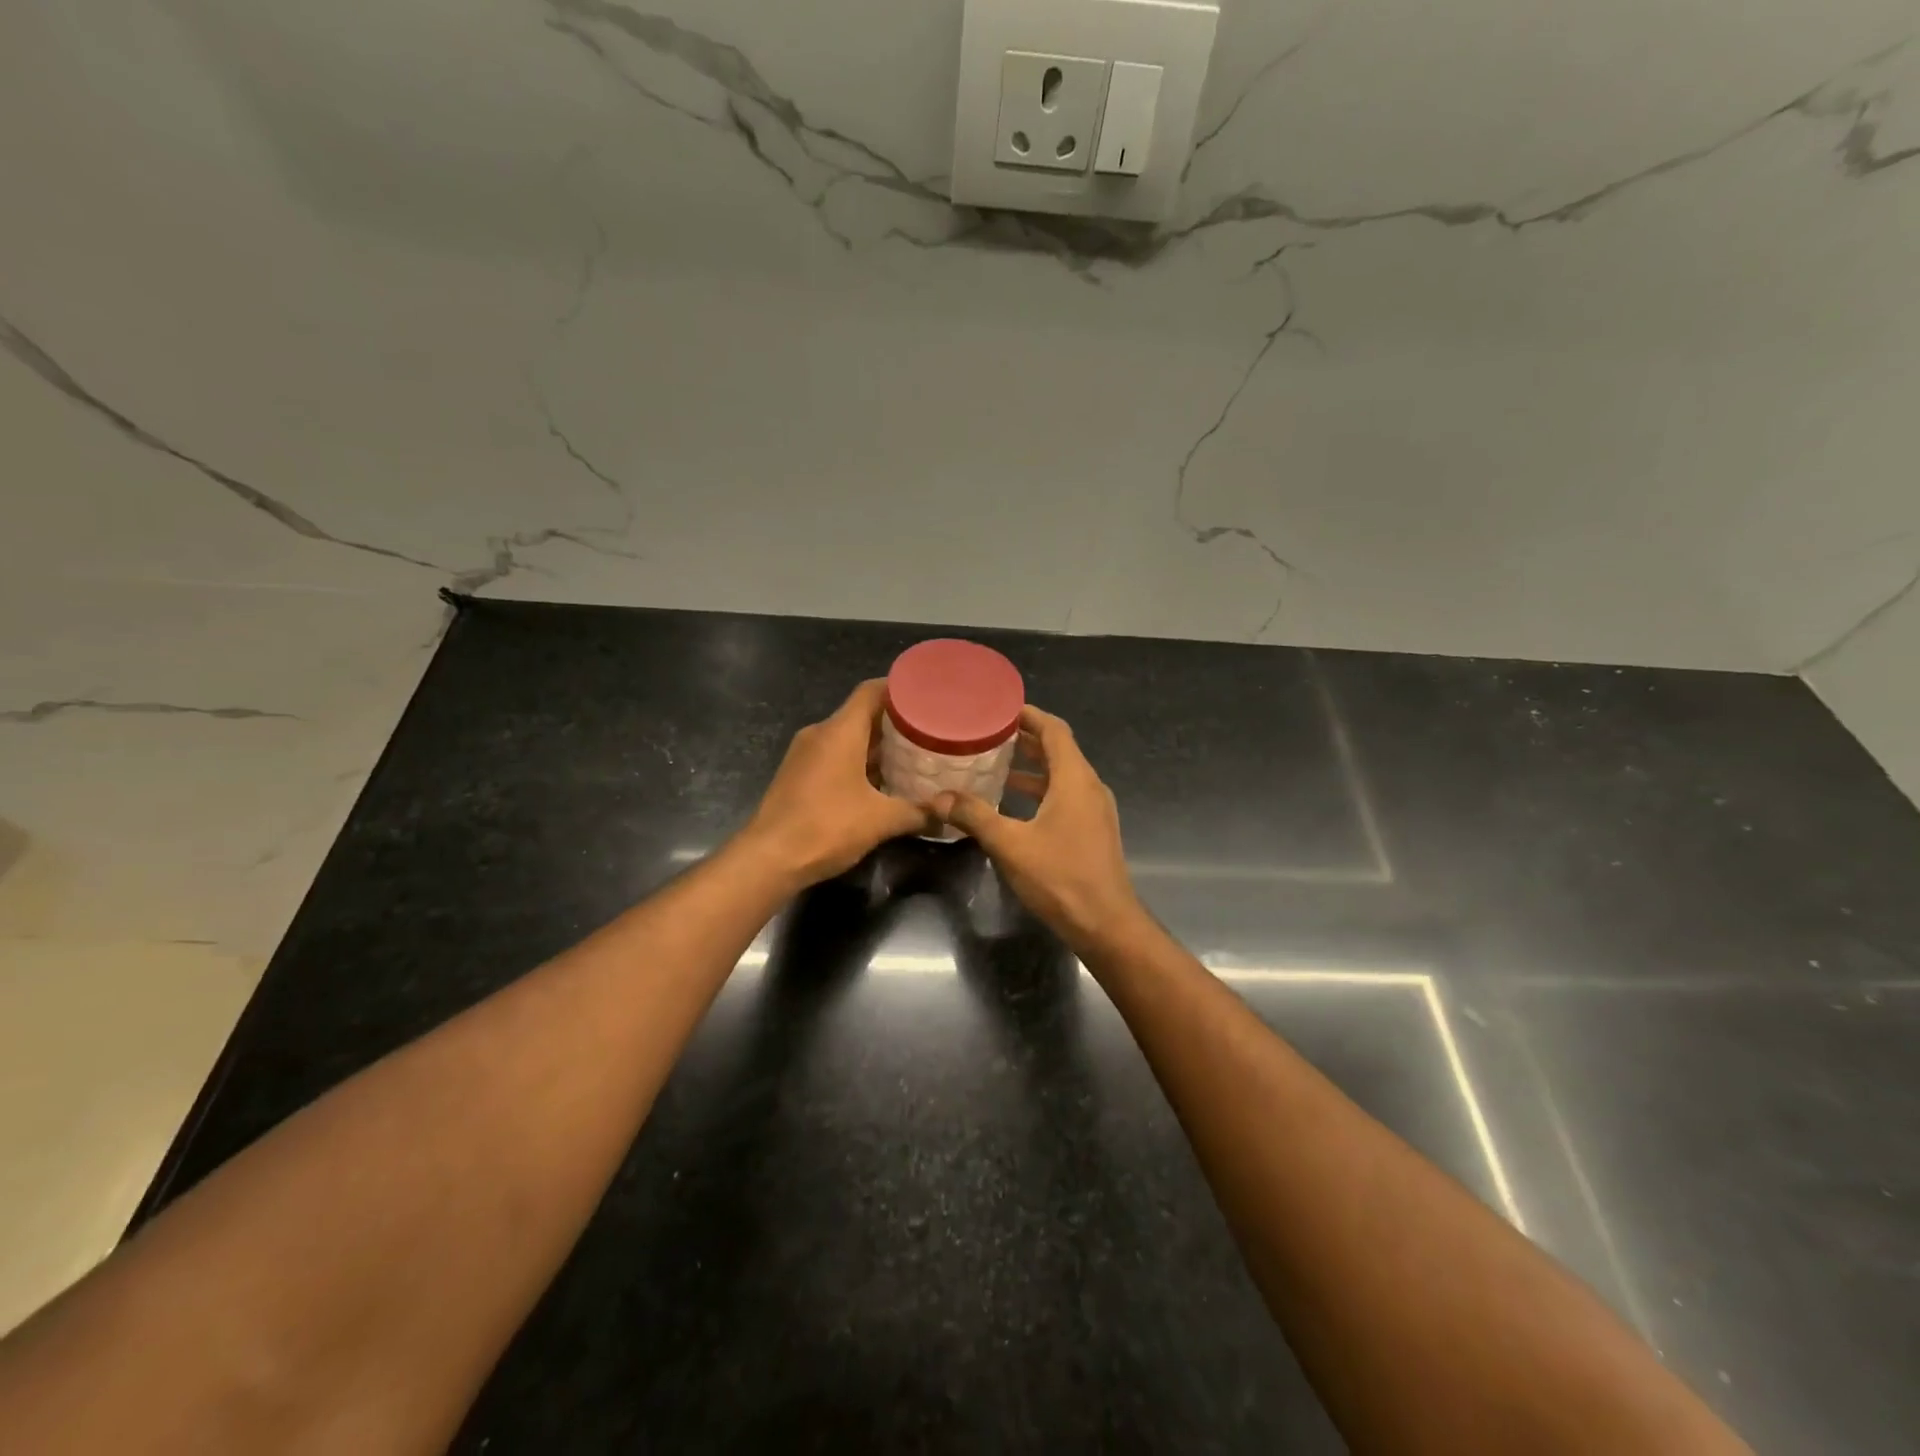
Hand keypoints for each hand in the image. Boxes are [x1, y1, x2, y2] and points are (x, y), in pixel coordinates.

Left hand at [741, 679, 932, 888]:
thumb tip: (947, 814)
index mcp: (839, 731)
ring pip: (847, 738)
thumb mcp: (881, 821)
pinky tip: (881, 782)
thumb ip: (918, 813)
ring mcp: (805, 754)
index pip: (871, 691)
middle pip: (861, 714)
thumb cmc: (826, 827)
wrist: (768, 859)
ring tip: (912, 756)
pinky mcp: (797, 775)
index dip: (899, 688)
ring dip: (877, 746)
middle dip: (895, 722)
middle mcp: (820, 734)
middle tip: (929, 730)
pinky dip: (858, 762)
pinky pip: (834, 756)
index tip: (927, 695)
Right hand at [932, 705, 1145, 952]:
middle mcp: (1089, 787)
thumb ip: (974, 816)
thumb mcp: (1010, 844)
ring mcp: (1095, 810)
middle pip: (1059, 750)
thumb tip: (938, 797)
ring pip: (1062, 776)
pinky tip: (1013, 805)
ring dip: (1032, 768)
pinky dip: (1040, 791)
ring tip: (995, 765)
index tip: (1000, 708)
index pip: (1055, 730)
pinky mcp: (1093, 831)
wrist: (1105, 924)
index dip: (1029, 715)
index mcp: (1075, 779)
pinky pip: (1065, 797)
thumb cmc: (1061, 877)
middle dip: (1025, 740)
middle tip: (988, 734)